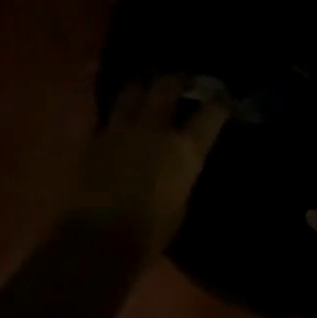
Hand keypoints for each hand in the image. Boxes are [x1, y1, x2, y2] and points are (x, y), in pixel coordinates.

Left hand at [68, 75, 231, 262]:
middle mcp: (154, 130)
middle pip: (168, 87)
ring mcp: (121, 130)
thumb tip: (182, 162)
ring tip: (146, 81)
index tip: (223, 97)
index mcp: (184, 150)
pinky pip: (108, 115)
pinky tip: (120, 111)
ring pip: (132, 91)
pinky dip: (117, 110)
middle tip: (182, 77)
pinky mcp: (93, 139)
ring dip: (142, 84)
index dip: (220, 101)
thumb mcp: (181, 203)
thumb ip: (183, 173)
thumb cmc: (150, 233)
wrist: (97, 240)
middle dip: (178, 78)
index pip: (211, 113)